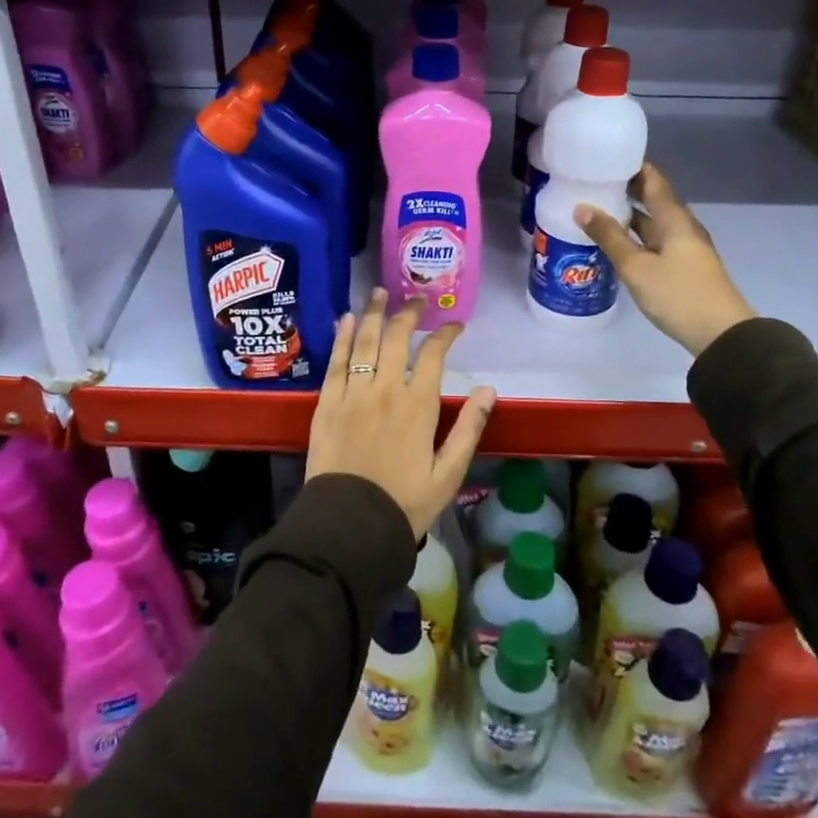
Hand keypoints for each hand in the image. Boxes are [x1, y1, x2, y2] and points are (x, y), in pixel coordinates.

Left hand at [305, 289, 496, 539]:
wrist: (350, 524)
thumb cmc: (404, 503)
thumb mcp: (448, 474)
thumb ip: (469, 429)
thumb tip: (490, 390)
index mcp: (419, 405)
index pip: (434, 355)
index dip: (445, 334)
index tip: (454, 325)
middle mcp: (386, 389)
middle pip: (397, 339)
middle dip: (409, 314)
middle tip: (415, 300)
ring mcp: (353, 393)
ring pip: (366, 342)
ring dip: (375, 314)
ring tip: (380, 293)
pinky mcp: (327, 402)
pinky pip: (336, 362)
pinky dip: (343, 338)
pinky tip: (348, 320)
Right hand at [576, 162, 756, 356]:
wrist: (720, 333)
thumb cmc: (678, 294)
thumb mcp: (636, 266)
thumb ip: (609, 237)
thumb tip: (582, 207)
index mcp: (674, 218)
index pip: (653, 180)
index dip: (632, 167)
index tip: (606, 160)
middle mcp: (681, 227)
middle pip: (653, 200)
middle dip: (625, 192)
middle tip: (592, 186)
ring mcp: (685, 248)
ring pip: (653, 224)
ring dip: (629, 217)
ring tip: (597, 213)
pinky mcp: (683, 267)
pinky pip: (655, 242)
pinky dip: (635, 237)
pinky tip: (616, 245)